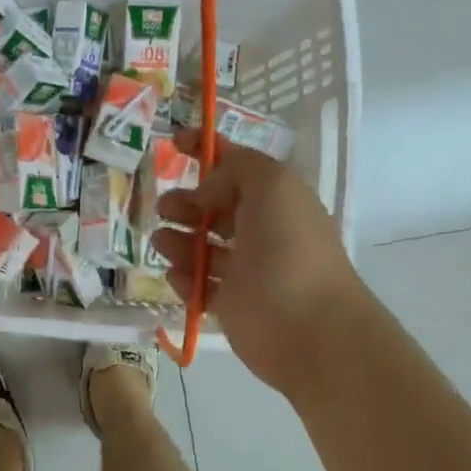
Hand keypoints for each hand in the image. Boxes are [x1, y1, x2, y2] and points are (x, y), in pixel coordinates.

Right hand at [151, 133, 367, 398]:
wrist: (308, 328)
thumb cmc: (290, 248)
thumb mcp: (271, 185)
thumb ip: (236, 168)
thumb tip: (206, 189)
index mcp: (276, 199)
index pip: (237, 165)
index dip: (206, 150)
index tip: (172, 142)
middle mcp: (261, 230)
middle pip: (214, 207)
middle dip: (186, 201)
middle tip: (166, 207)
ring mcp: (245, 270)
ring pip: (201, 246)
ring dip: (178, 239)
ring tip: (162, 241)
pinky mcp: (230, 304)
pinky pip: (198, 284)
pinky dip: (183, 277)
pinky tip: (177, 275)